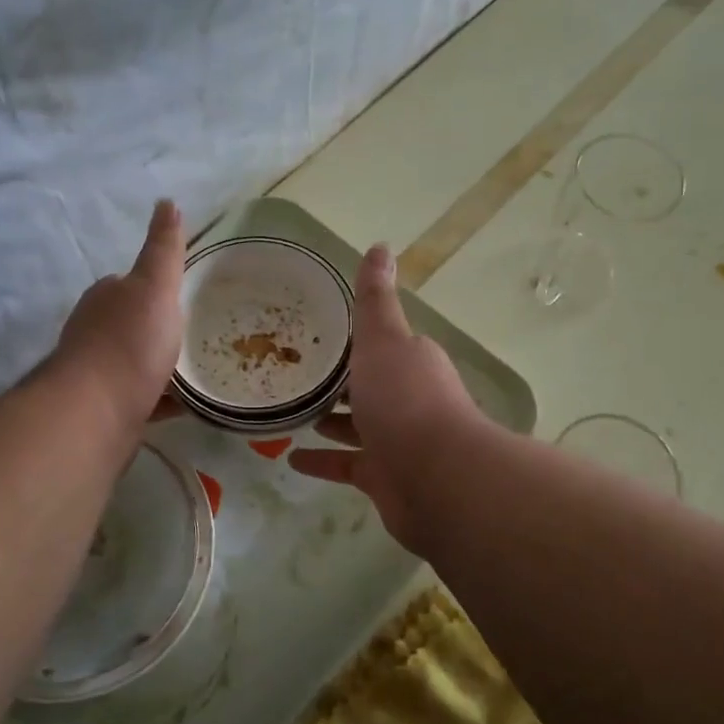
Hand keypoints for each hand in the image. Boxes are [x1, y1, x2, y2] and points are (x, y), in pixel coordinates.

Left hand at [53, 200, 185, 436]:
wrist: (95, 413)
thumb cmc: (129, 343)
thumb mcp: (155, 287)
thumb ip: (163, 249)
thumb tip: (166, 201)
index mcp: (105, 298)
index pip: (129, 284)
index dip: (154, 287)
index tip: (181, 295)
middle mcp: (94, 332)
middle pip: (130, 324)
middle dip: (156, 328)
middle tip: (195, 333)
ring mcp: (96, 374)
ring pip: (134, 363)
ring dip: (159, 365)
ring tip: (196, 370)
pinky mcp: (105, 410)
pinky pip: (140, 399)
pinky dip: (160, 399)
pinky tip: (184, 405)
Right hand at [289, 244, 481, 553]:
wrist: (436, 478)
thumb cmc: (404, 400)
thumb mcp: (383, 339)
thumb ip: (374, 299)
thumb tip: (381, 246)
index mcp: (409, 361)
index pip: (378, 344)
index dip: (349, 339)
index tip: (311, 334)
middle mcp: (407, 398)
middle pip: (367, 385)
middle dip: (336, 381)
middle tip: (291, 373)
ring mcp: (397, 441)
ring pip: (357, 425)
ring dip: (328, 420)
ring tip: (288, 412)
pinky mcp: (384, 477)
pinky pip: (347, 464)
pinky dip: (322, 460)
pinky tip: (291, 458)